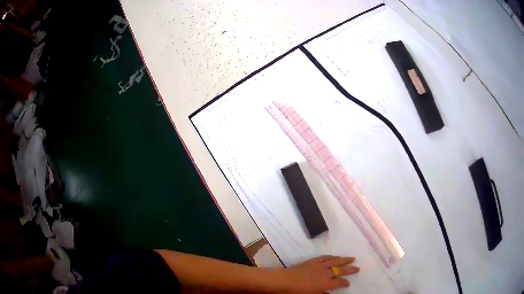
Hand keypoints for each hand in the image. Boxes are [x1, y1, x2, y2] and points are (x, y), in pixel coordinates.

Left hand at [280, 255, 358, 292]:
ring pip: (335, 261)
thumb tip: (328, 292)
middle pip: (341, 270)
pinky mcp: (312, 261)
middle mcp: (326, 273)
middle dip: (350, 269)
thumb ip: (322, 293)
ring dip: (344, 259)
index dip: (345, 283)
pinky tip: (334, 256)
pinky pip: (324, 257)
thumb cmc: (297, 292)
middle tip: (358, 268)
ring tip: (351, 258)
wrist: (285, 280)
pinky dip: (331, 256)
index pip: (339, 283)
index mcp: (326, 283)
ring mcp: (319, 266)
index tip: (348, 283)